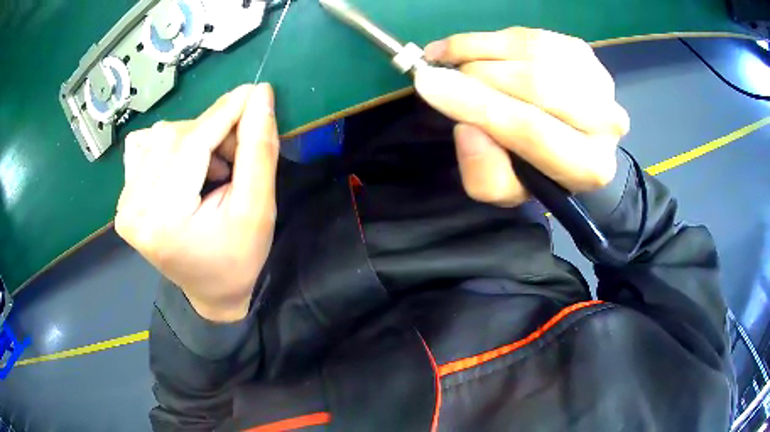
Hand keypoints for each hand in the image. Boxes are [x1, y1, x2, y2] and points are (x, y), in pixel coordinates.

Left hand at [116, 84, 278, 321]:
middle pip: (173, 136)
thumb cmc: (238, 259)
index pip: (191, 145)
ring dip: (193, 139)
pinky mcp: (124, 199)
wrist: (211, 291)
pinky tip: (185, 168)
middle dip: (211, 132)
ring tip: (212, 168)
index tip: (254, 92)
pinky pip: (144, 148)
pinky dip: (171, 146)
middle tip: (236, 154)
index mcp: (162, 220)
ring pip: (159, 137)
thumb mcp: (257, 209)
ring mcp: (124, 204)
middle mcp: (132, 208)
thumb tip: (260, 94)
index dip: (224, 113)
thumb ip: (258, 150)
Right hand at [415, 27, 629, 206]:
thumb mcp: (502, 188)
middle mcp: (606, 122)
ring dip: (480, 50)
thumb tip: (468, 128)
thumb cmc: (533, 169)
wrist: (567, 140)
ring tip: (449, 58)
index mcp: (589, 166)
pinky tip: (468, 47)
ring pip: (532, 52)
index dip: (477, 104)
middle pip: (535, 84)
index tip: (427, 83)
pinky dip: (491, 37)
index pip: (532, 129)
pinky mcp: (582, 51)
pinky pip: (529, 35)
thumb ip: (483, 172)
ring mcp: (598, 79)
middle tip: (440, 72)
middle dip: (477, 74)